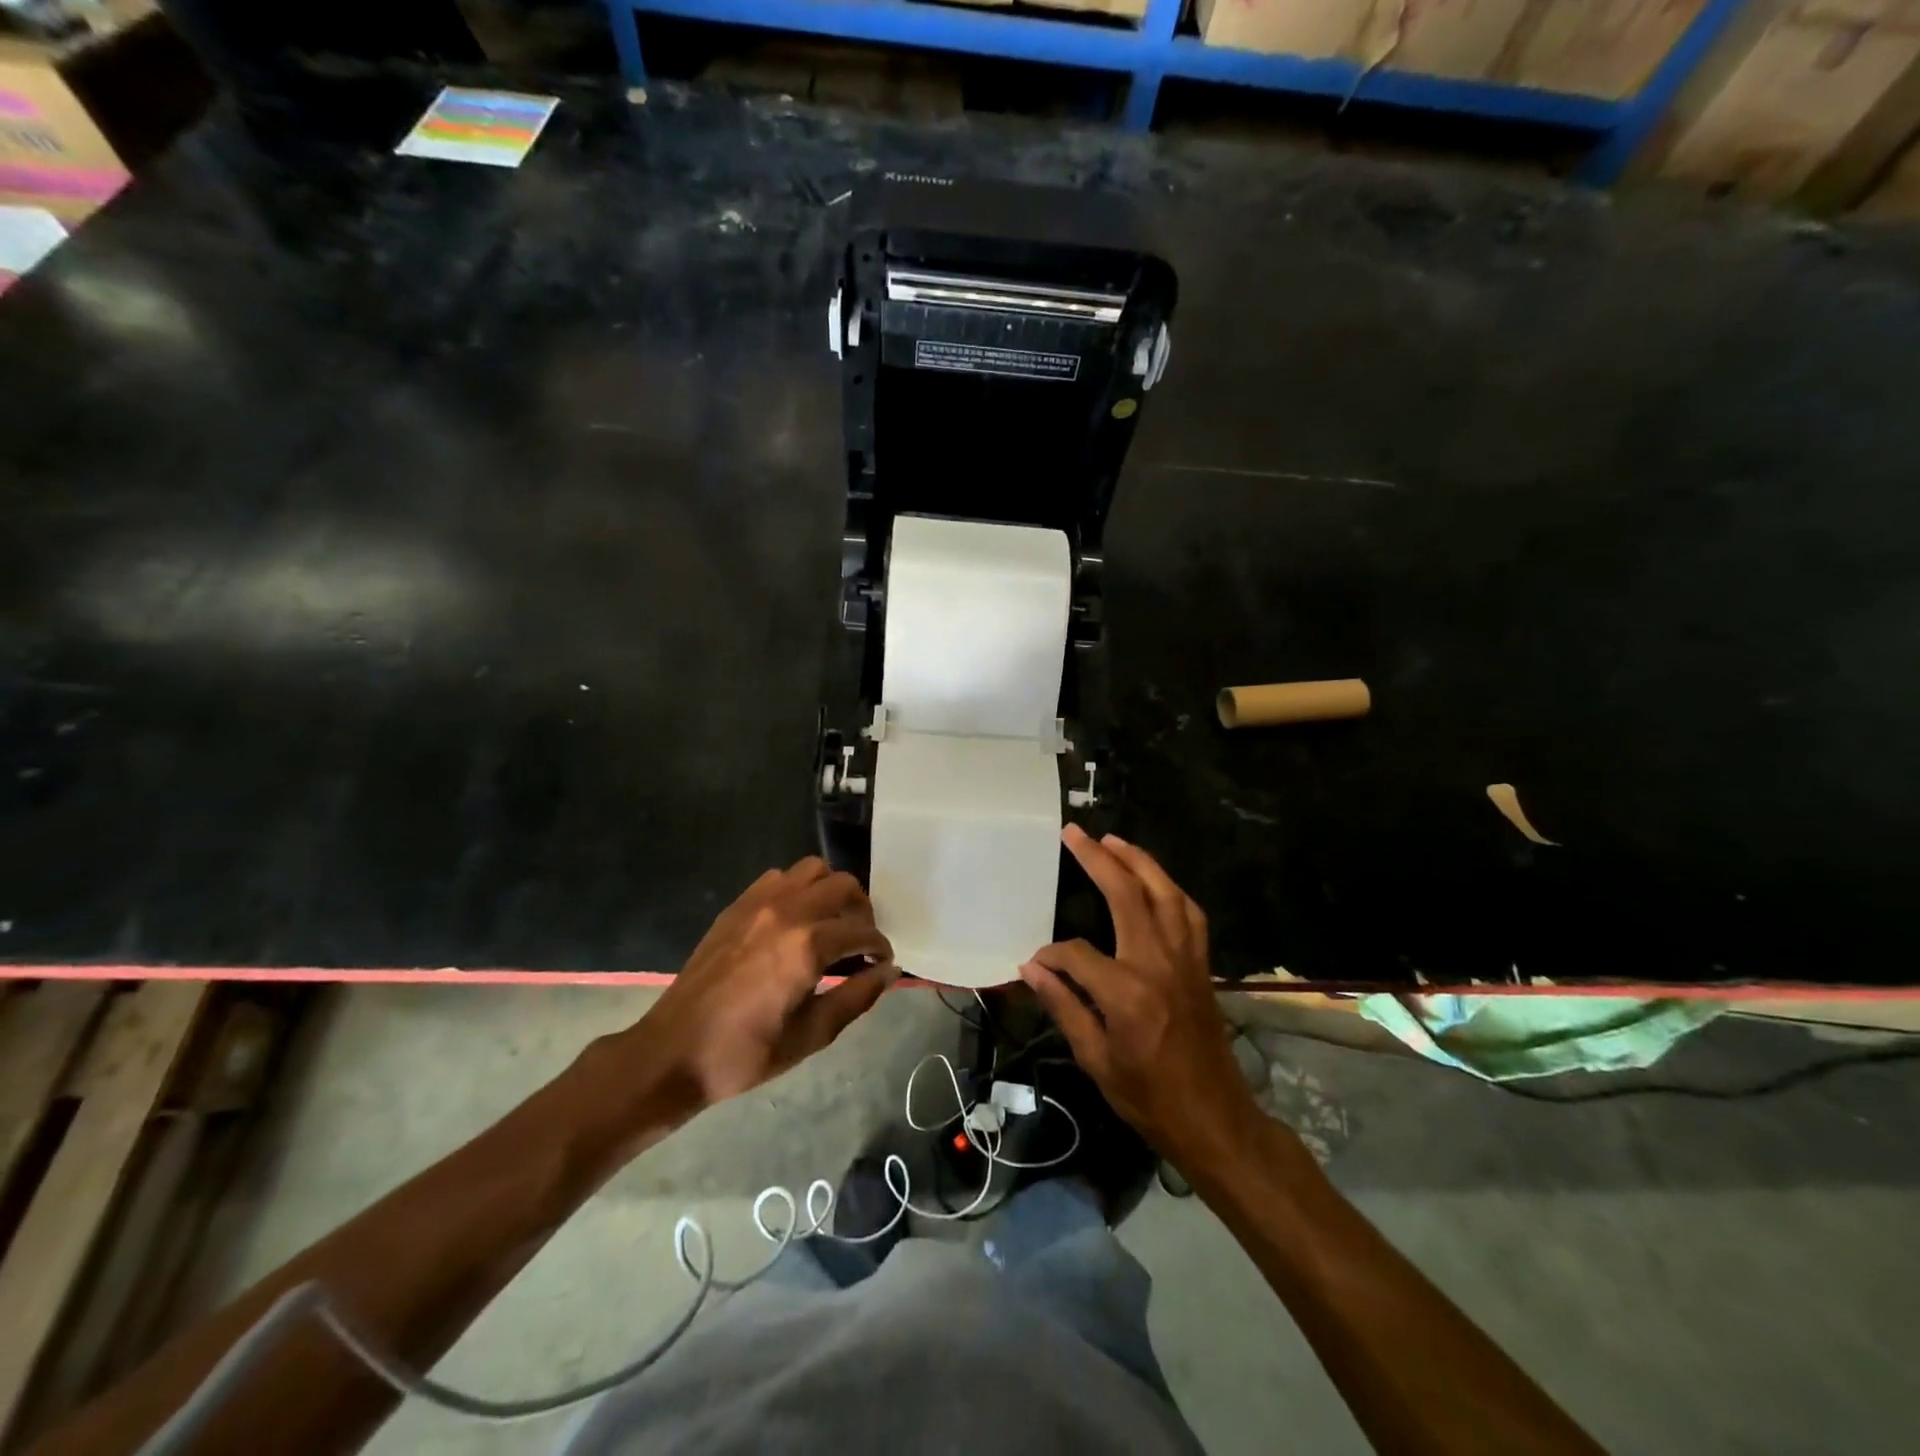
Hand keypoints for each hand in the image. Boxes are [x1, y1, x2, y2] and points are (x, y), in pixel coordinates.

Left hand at [633, 857, 898, 1107]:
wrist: (674, 1052)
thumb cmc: (746, 1053)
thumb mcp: (812, 1036)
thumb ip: (857, 998)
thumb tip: (889, 971)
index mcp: (808, 946)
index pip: (863, 930)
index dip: (879, 947)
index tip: (881, 963)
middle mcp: (788, 912)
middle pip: (843, 885)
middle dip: (861, 911)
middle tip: (859, 942)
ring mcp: (759, 903)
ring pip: (812, 870)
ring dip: (830, 891)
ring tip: (829, 924)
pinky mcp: (737, 906)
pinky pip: (779, 877)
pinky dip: (798, 889)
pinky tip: (794, 921)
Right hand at [1020, 825, 1256, 1167]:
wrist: (1214, 1119)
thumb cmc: (1148, 1097)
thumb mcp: (1095, 1058)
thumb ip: (1063, 1005)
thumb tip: (1031, 967)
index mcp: (1126, 992)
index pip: (1076, 953)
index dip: (1051, 955)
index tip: (1035, 964)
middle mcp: (1158, 963)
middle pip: (1127, 895)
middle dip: (1099, 859)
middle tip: (1075, 832)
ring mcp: (1186, 959)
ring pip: (1166, 893)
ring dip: (1139, 862)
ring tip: (1114, 840)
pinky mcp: (1202, 964)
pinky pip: (1188, 913)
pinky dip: (1169, 888)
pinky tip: (1154, 881)